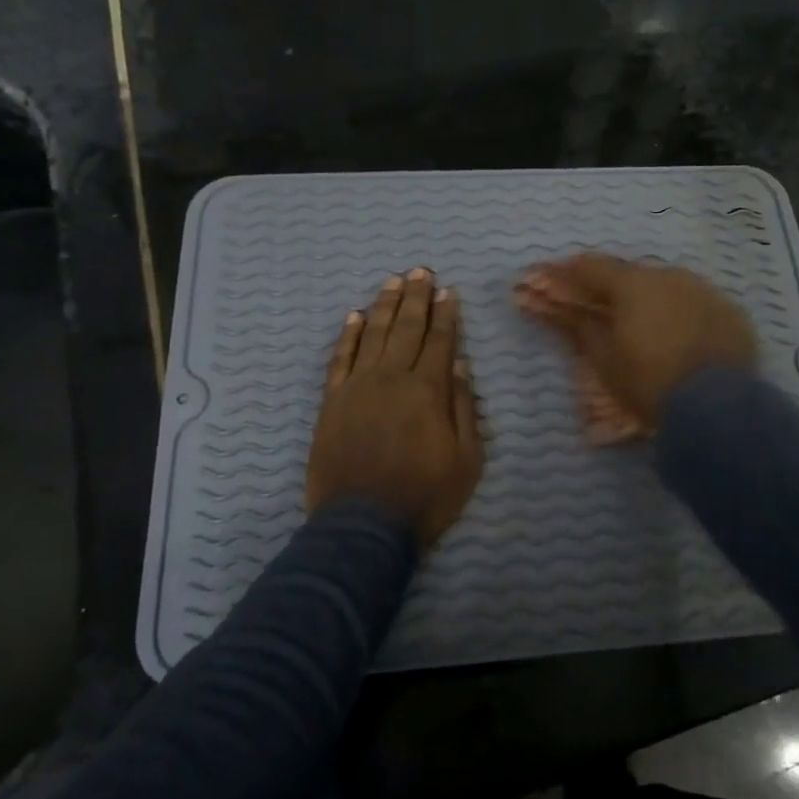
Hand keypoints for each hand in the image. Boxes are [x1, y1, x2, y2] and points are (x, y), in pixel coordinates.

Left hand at [306, 269, 484, 547]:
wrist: (363, 526)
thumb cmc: (425, 496)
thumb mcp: (467, 458)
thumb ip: (463, 406)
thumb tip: (458, 362)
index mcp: (428, 390)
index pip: (440, 340)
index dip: (446, 314)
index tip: (449, 290)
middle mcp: (392, 378)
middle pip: (406, 328)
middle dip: (417, 297)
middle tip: (420, 271)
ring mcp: (357, 387)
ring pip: (373, 335)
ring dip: (385, 306)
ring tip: (394, 282)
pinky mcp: (332, 402)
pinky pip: (340, 359)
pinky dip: (348, 335)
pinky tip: (355, 316)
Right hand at [516, 254, 755, 436]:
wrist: (717, 407)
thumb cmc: (650, 382)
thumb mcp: (605, 359)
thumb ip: (580, 326)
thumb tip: (559, 308)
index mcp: (633, 283)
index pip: (591, 267)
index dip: (567, 273)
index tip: (549, 279)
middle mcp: (670, 275)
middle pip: (630, 275)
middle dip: (609, 288)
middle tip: (594, 306)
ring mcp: (704, 291)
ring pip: (665, 288)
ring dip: (646, 300)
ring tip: (637, 323)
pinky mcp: (730, 312)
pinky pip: (695, 305)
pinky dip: (678, 314)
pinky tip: (675, 334)